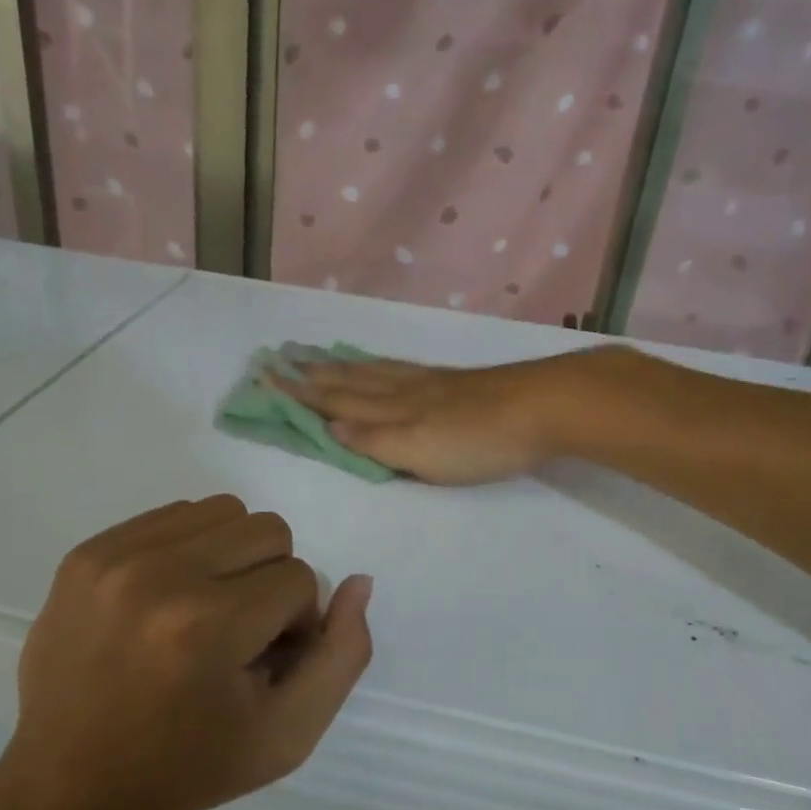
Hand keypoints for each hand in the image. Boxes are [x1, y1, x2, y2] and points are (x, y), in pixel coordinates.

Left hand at [0, 496, 371, 809]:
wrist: (69, 786)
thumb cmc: (189, 766)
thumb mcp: (288, 733)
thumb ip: (341, 656)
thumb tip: (359, 582)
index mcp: (208, 626)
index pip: (300, 579)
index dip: (295, 623)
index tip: (262, 662)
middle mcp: (159, 575)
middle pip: (267, 530)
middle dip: (270, 580)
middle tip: (238, 632)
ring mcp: (114, 557)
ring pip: (222, 512)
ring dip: (231, 556)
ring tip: (204, 610)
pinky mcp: (85, 552)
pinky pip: (172, 515)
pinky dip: (188, 550)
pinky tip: (168, 599)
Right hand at [277, 352, 594, 484]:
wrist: (544, 406)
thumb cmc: (481, 441)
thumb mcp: (421, 453)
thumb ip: (375, 441)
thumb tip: (329, 426)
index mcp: (392, 412)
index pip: (336, 401)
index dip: (301, 393)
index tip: (266, 378)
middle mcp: (403, 391)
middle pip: (349, 381)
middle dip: (311, 375)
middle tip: (278, 360)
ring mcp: (428, 383)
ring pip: (372, 372)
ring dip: (339, 366)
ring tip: (315, 357)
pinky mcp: (452, 381)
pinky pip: (398, 368)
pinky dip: (375, 364)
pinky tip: (376, 364)